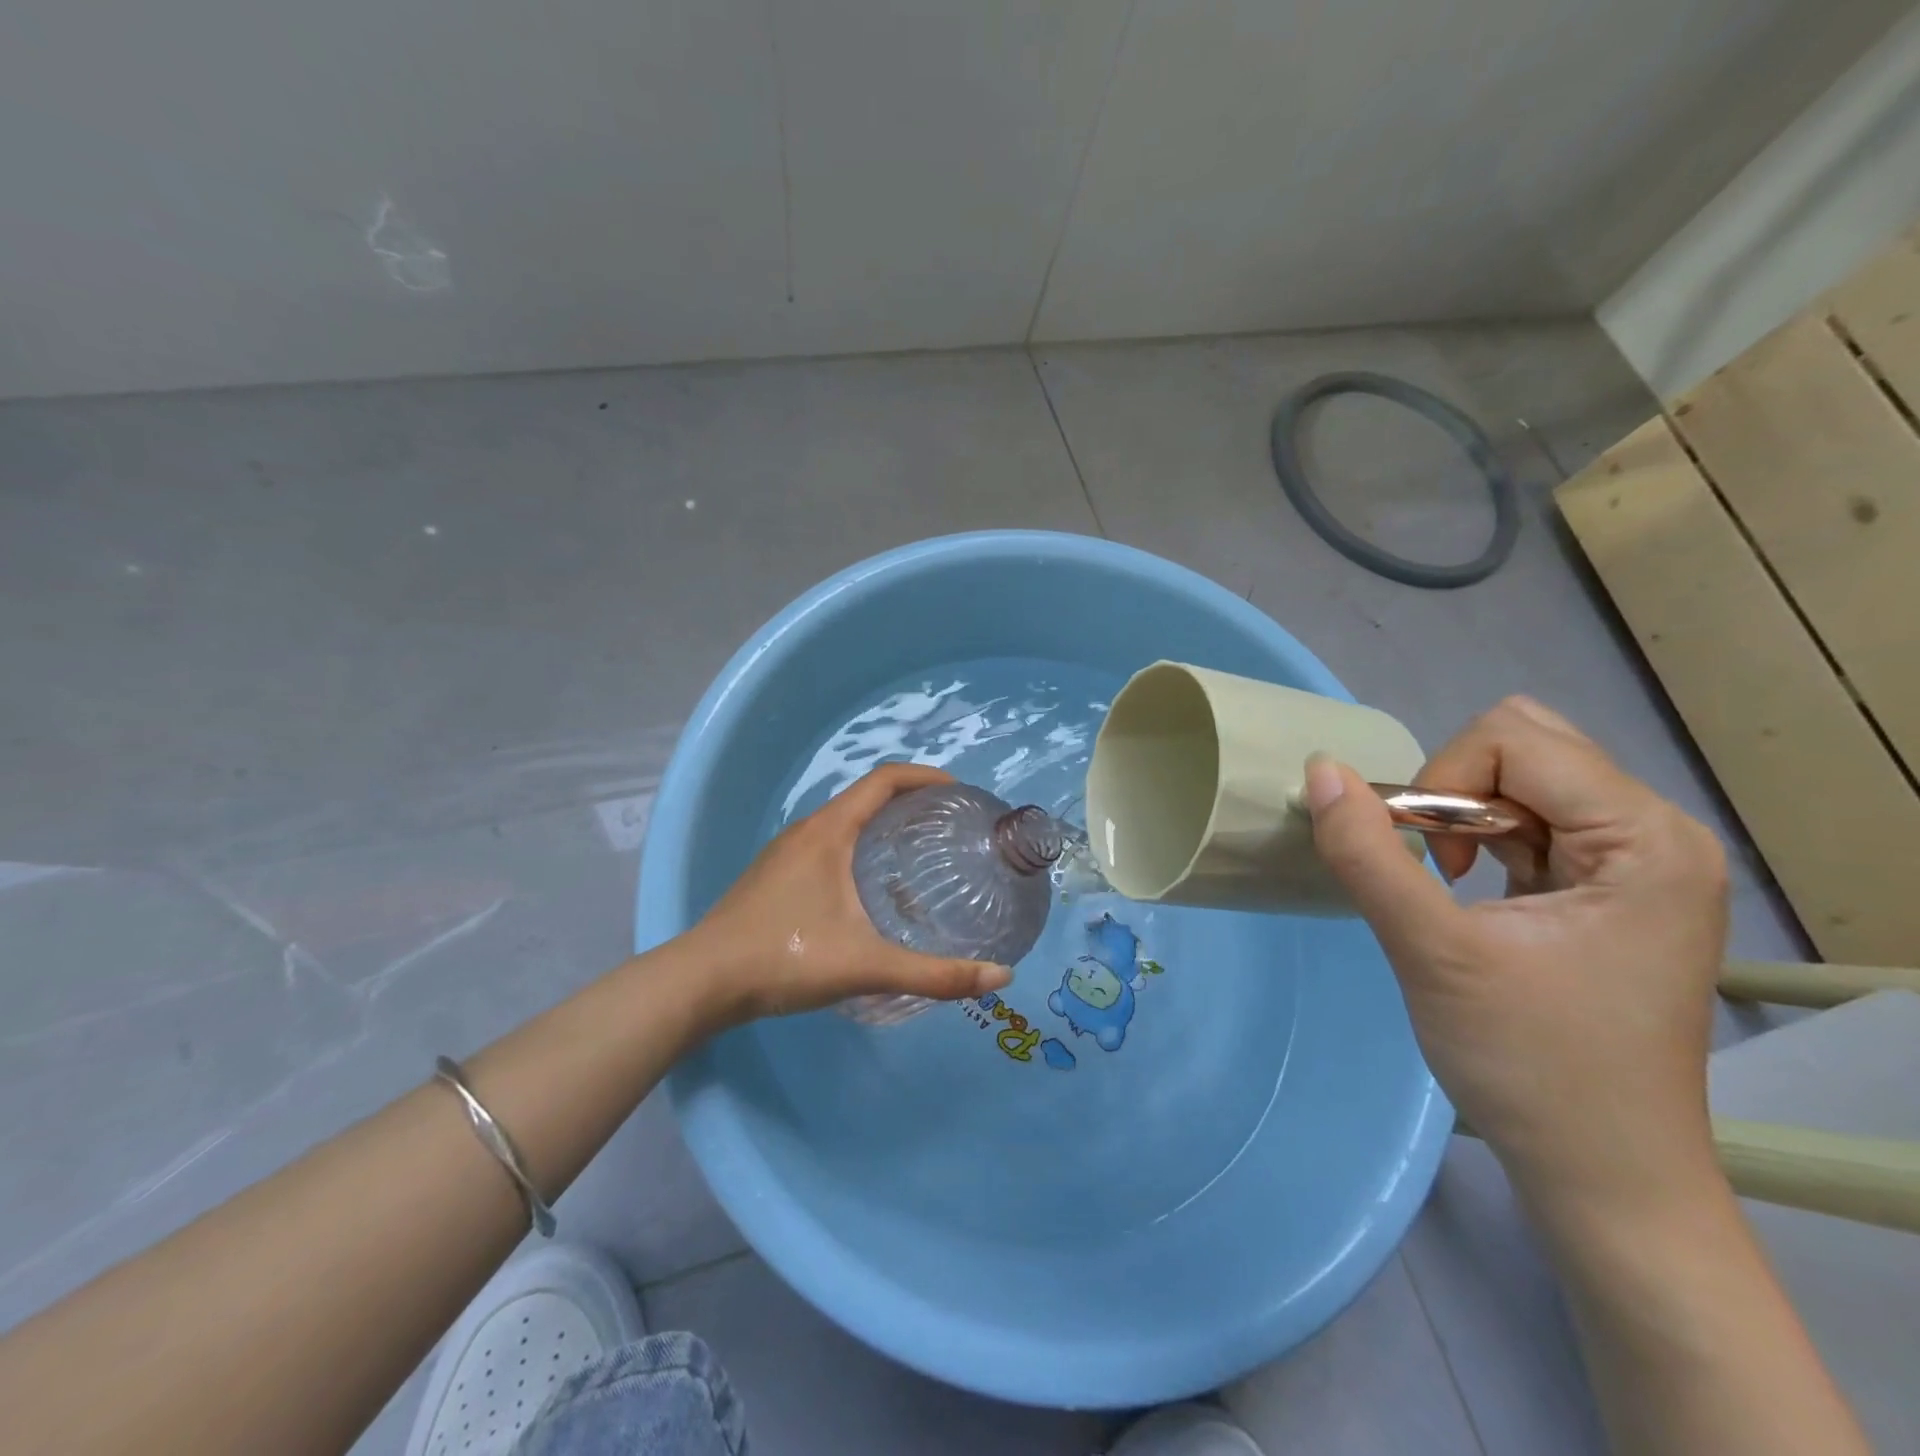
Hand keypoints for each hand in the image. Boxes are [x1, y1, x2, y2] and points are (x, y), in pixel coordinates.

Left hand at [690, 762, 1014, 1024]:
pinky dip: (857, 846)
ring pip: (842, 822)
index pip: (883, 780)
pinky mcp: (772, 875)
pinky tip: (867, 889)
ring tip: (916, 853)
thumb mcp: (867, 965)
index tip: (958, 792)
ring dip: (880, 824)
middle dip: (908, 802)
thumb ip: (935, 974)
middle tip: (947, 827)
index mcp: (829, 831)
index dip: (924, 777)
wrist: (701, 982)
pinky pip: (825, 843)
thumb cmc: (785, 958)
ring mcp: (784, 852)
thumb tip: (1001, 976)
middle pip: (865, 797)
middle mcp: (806, 830)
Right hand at [1303, 696, 1728, 1214]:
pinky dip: (1481, 837)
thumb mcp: (1431, 953)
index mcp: (1645, 839)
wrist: (1600, 1171)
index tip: (1424, 864)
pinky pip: (1533, 818)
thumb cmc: (1529, 1064)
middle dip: (1456, 791)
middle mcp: (1658, 834)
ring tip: (1449, 884)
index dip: (1443, 784)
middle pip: (1526, 746)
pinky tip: (1470, 891)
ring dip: (1464, 816)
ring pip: (1523, 778)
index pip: (1515, 741)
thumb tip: (1320, 770)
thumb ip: (1367, 854)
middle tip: (1436, 868)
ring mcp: (1641, 861)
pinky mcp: (1614, 886)